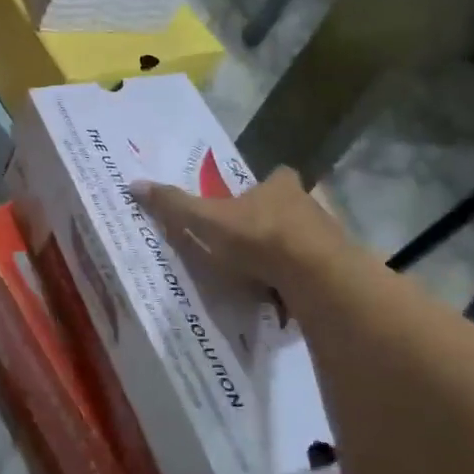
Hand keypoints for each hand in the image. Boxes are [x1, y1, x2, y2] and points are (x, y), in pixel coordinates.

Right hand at [136, 167, 351, 296]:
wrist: (317, 277)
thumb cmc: (259, 238)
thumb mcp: (207, 220)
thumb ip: (175, 205)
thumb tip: (134, 184)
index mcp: (280, 186)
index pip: (275, 177)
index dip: (262, 187)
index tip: (247, 203)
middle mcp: (309, 204)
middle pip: (291, 208)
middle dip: (275, 221)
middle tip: (251, 242)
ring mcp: (329, 237)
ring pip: (306, 240)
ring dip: (290, 252)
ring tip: (265, 274)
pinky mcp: (340, 269)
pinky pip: (316, 271)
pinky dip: (302, 280)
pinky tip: (285, 296)